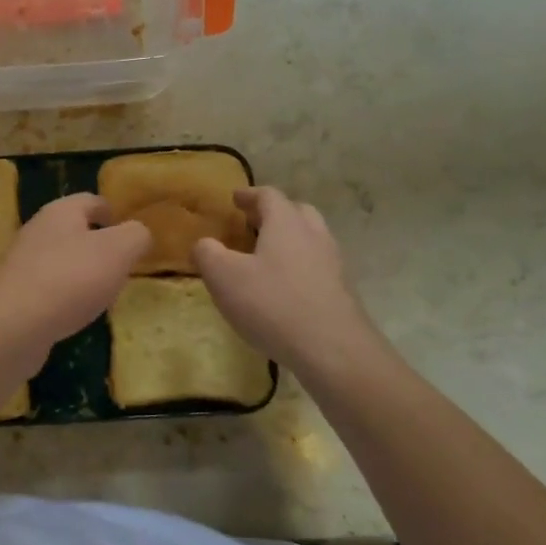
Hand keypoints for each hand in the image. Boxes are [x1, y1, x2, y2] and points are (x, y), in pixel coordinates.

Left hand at [0, 194, 149, 366]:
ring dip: (81, 272)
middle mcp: (37, 231)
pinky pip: (48, 289)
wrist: (12, 325)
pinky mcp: (14, 295)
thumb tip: (138, 233)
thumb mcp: (118, 250)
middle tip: (122, 265)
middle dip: (98, 244)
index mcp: (60, 212)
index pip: (91, 200)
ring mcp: (22, 264)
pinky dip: (65, 297)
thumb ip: (135, 236)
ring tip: (103, 292)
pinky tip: (76, 314)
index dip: (112, 211)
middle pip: (73, 230)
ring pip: (60, 260)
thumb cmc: (70, 278)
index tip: (129, 230)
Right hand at [193, 187, 379, 375]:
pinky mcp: (342, 292)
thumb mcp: (223, 277)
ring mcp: (333, 264)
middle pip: (297, 212)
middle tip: (253, 223)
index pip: (269, 196)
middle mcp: (314, 236)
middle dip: (274, 213)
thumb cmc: (272, 304)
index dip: (250, 195)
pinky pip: (318, 267)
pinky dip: (300, 267)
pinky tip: (284, 288)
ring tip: (267, 256)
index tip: (235, 198)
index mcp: (286, 223)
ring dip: (290, 240)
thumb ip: (207, 254)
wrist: (332, 349)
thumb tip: (204, 244)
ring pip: (311, 239)